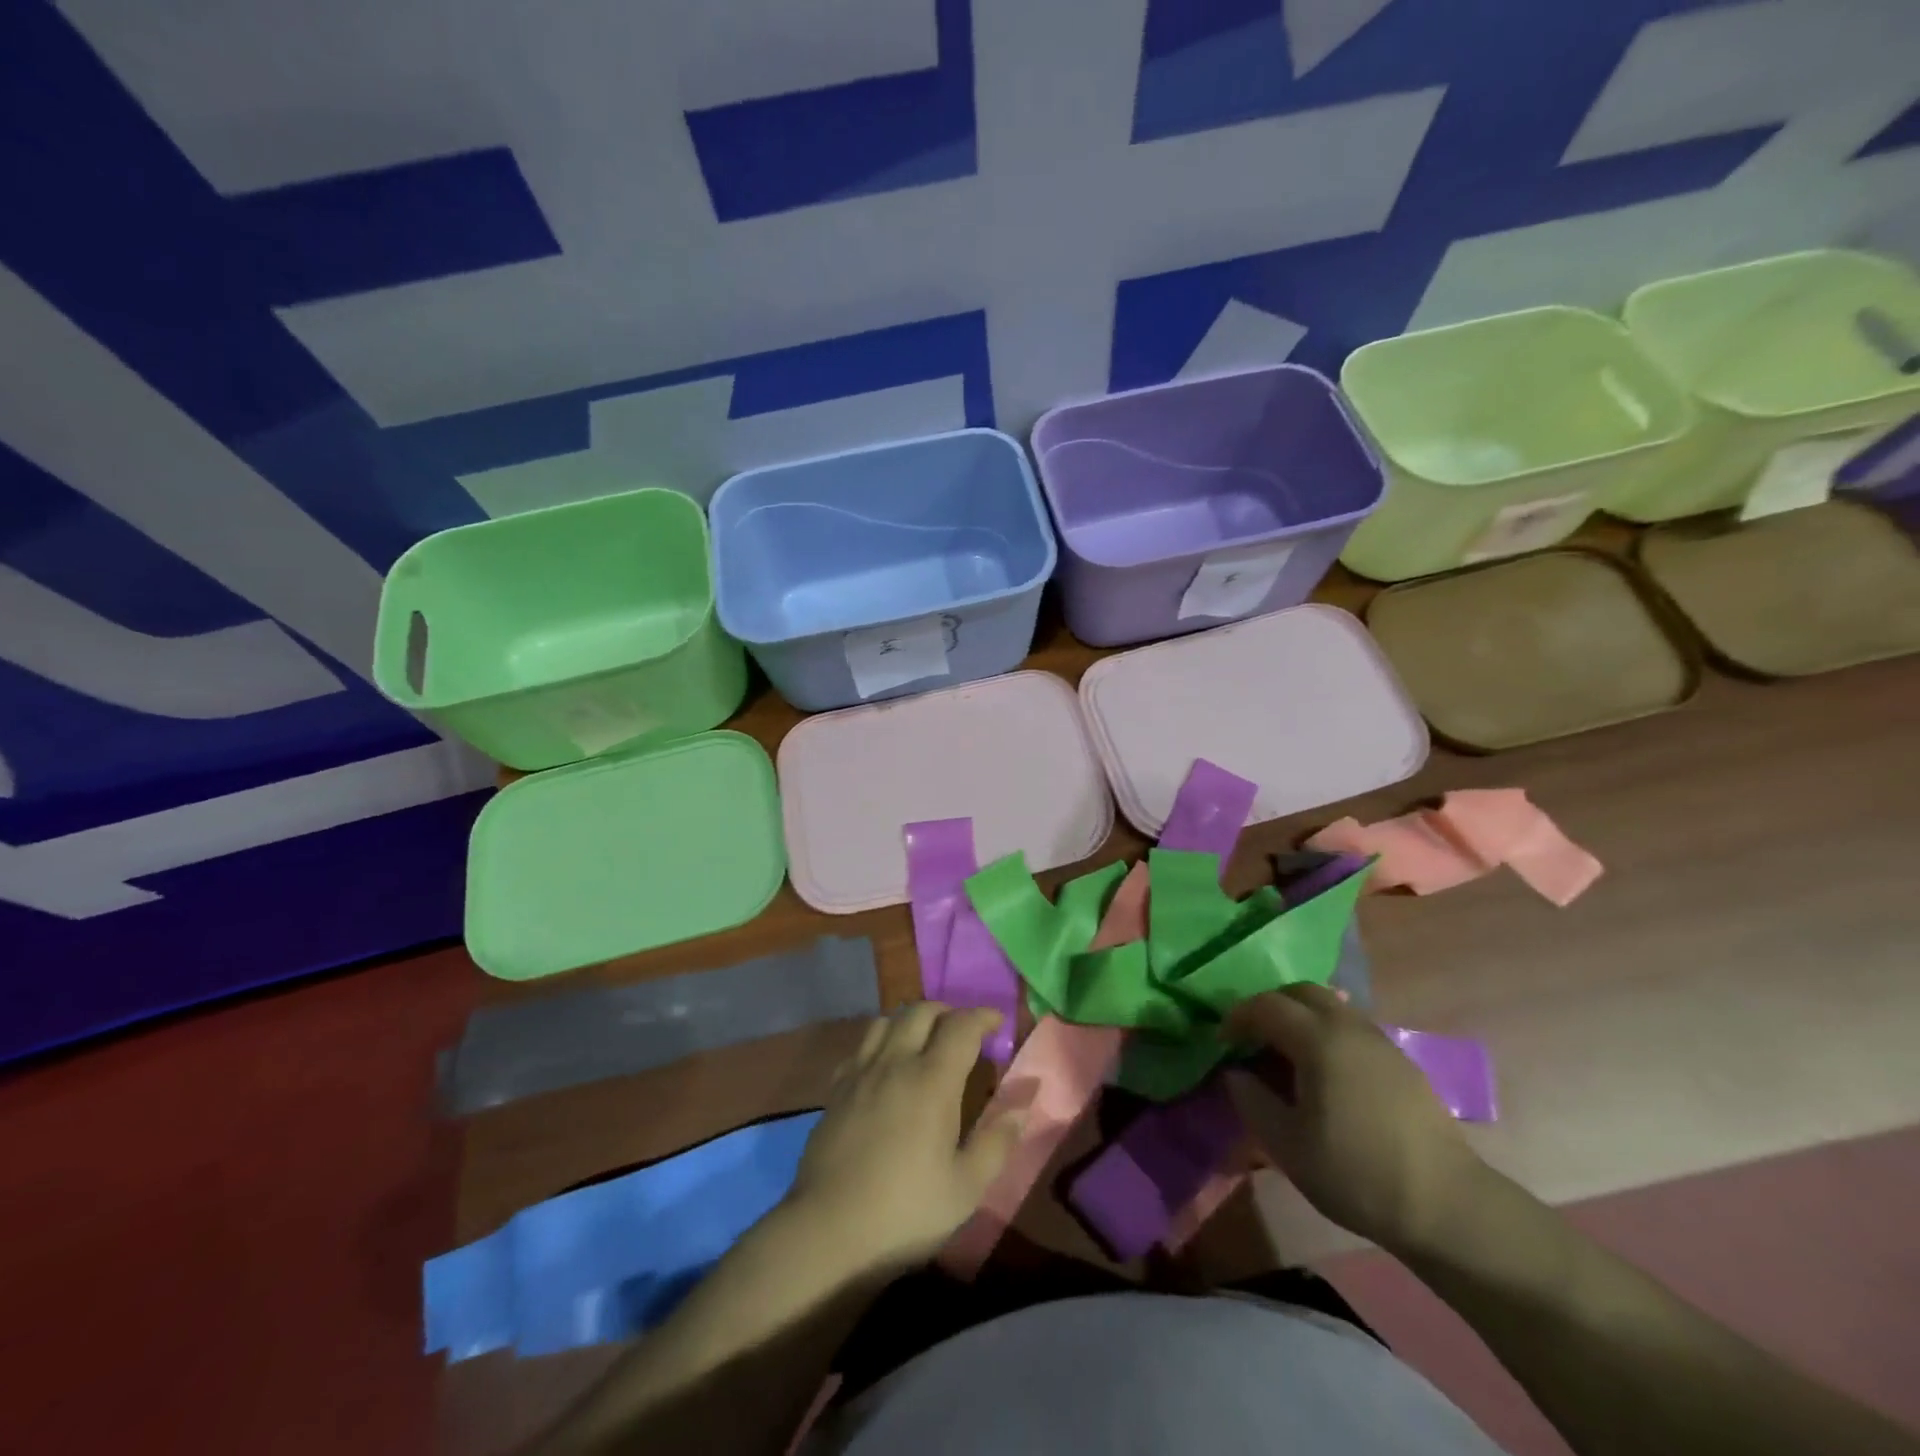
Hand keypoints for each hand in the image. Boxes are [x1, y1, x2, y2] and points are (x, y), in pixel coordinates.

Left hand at [782, 1004, 1021, 1276]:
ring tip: (924, 1040)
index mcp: (932, 1079)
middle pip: (921, 1011)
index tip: (997, 1022)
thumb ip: (998, 1138)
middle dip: (947, 1011)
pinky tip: (885, 1066)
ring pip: (886, 1021)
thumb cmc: (906, 1211)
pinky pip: (860, 1047)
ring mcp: (860, 1072)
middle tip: (963, 1029)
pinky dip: (880, 1042)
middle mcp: (895, 1062)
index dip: (982, 1016)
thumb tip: (1026, 1098)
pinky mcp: (835, 1089)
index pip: (961, 1026)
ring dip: (910, 1020)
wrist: (828, 1231)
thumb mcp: (967, 1187)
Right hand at [1223, 985, 1489, 1256]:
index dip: (1237, 1017)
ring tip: (1287, 1056)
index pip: (1266, 1005)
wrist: (1448, 1207)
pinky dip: (1327, 1033)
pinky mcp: (1401, 1062)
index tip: (1222, 1042)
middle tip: (1253, 1038)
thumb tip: (1235, 1074)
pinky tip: (1325, 1074)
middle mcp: (1349, 1027)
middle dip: (1270, 1006)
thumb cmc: (1356, 1173)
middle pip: (1301, 992)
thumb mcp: (1287, 1145)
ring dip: (1301, 1018)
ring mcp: (1381, 1041)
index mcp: (1318, 1039)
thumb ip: (1252, 1100)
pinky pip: (1352, 1028)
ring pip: (1331, 1006)